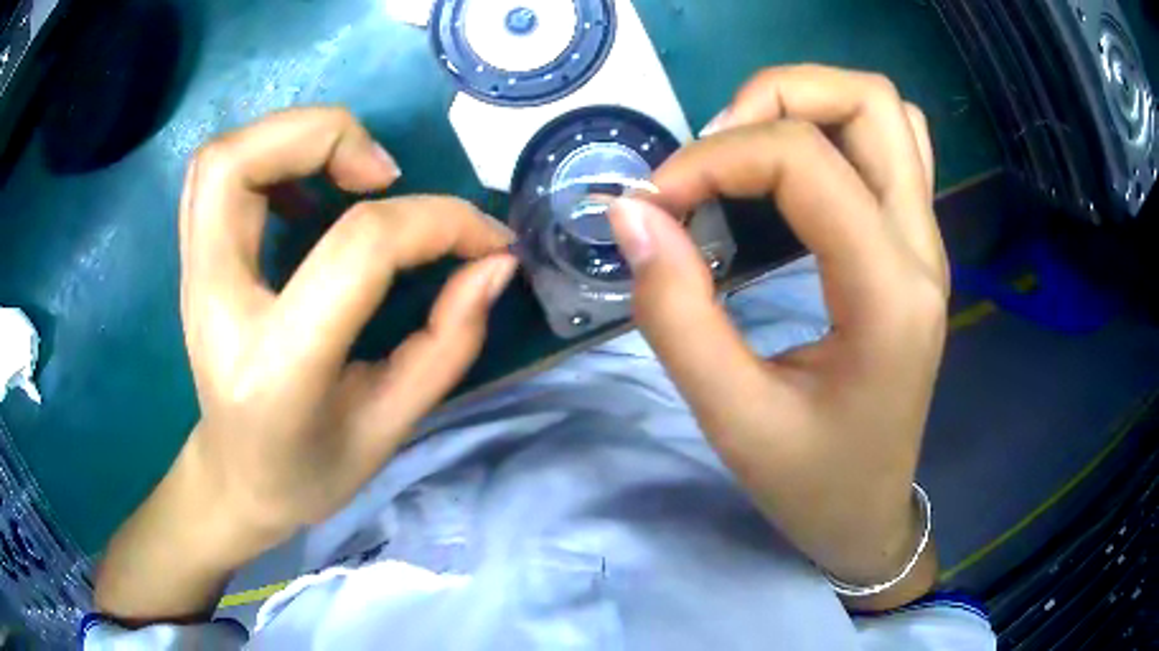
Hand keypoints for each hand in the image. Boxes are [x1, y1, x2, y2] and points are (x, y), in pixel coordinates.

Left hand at [96, 107, 515, 621]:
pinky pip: (216, 174)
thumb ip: (448, 342)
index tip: (482, 237)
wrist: (234, 480)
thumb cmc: (309, 471)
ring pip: (220, 156)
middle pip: (241, 165)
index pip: (357, 247)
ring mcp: (193, 278)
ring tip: (348, 172)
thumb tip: (493, 263)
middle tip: (384, 175)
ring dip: (292, 136)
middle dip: (327, 135)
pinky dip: (268, 156)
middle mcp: (216, 304)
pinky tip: (307, 192)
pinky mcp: (193, 264)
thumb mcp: (390, 427)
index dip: (435, 222)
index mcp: (276, 365)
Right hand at [609, 65, 946, 608]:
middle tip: (711, 148)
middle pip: (869, 101)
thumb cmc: (810, 483)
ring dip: (807, 103)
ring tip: (745, 148)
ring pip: (885, 112)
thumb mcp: (732, 419)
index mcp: (888, 294)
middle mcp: (921, 248)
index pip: (805, 161)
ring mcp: (925, 241)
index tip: (653, 201)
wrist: (868, 512)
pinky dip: (833, 128)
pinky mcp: (913, 245)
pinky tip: (790, 171)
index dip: (713, 158)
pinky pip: (891, 145)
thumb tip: (632, 213)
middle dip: (775, 94)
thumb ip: (676, 313)